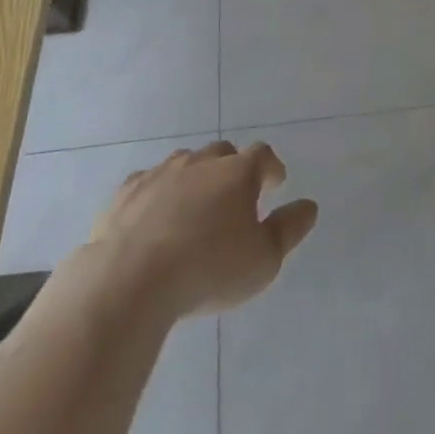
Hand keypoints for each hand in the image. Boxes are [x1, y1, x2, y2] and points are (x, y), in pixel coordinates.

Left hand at [82, 141, 317, 319]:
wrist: (130, 280)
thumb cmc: (208, 269)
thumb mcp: (263, 259)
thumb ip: (289, 229)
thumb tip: (309, 206)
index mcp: (238, 172)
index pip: (262, 155)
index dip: (271, 167)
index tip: (275, 183)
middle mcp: (201, 162)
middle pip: (222, 153)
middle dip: (232, 169)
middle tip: (234, 195)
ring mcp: (160, 173)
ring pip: (184, 163)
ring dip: (194, 178)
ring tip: (194, 206)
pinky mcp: (126, 193)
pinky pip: (148, 183)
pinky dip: (157, 194)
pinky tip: (154, 216)